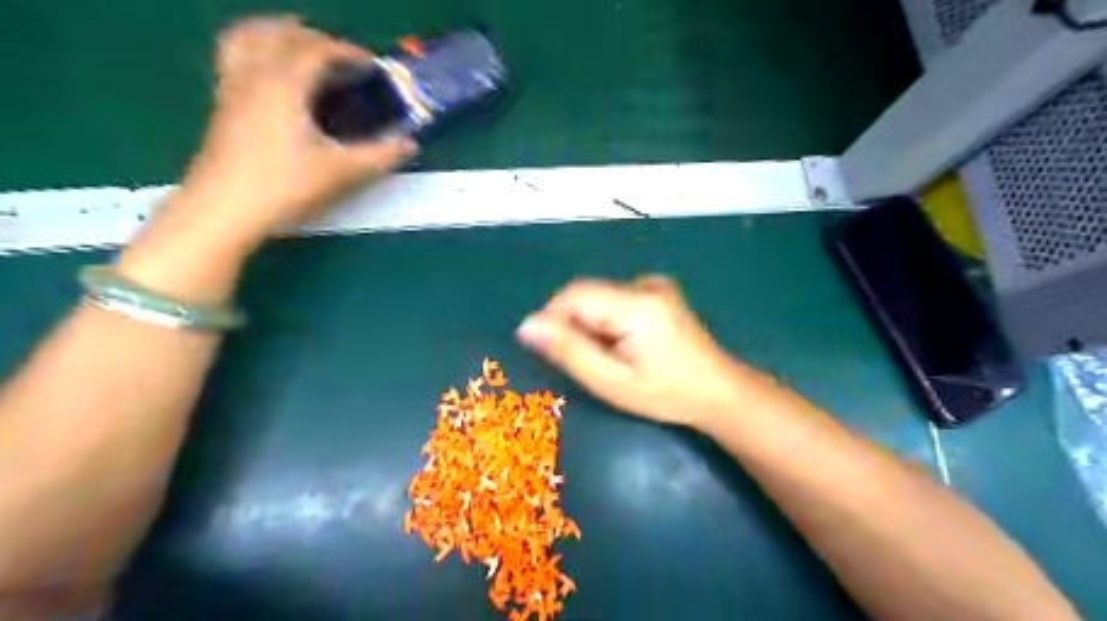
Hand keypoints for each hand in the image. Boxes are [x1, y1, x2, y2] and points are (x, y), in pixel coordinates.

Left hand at [174, 15, 416, 243]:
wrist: (225, 209)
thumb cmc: (284, 186)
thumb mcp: (340, 171)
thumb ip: (379, 155)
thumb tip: (410, 145)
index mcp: (284, 84)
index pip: (317, 50)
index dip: (347, 52)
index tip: (372, 65)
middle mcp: (254, 75)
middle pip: (279, 33)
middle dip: (313, 37)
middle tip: (341, 58)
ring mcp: (232, 87)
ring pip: (247, 38)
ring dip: (277, 34)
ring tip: (301, 50)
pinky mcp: (222, 105)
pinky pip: (235, 57)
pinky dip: (257, 51)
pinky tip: (274, 78)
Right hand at [520, 274, 761, 425]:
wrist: (717, 391)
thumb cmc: (665, 393)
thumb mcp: (611, 381)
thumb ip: (568, 350)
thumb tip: (526, 325)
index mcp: (636, 303)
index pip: (574, 295)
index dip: (554, 320)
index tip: (558, 353)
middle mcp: (645, 284)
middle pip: (587, 294)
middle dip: (576, 325)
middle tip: (591, 361)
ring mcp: (654, 284)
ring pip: (599, 297)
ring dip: (592, 324)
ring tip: (612, 357)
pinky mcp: (658, 290)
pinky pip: (615, 298)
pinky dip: (608, 320)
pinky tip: (626, 344)